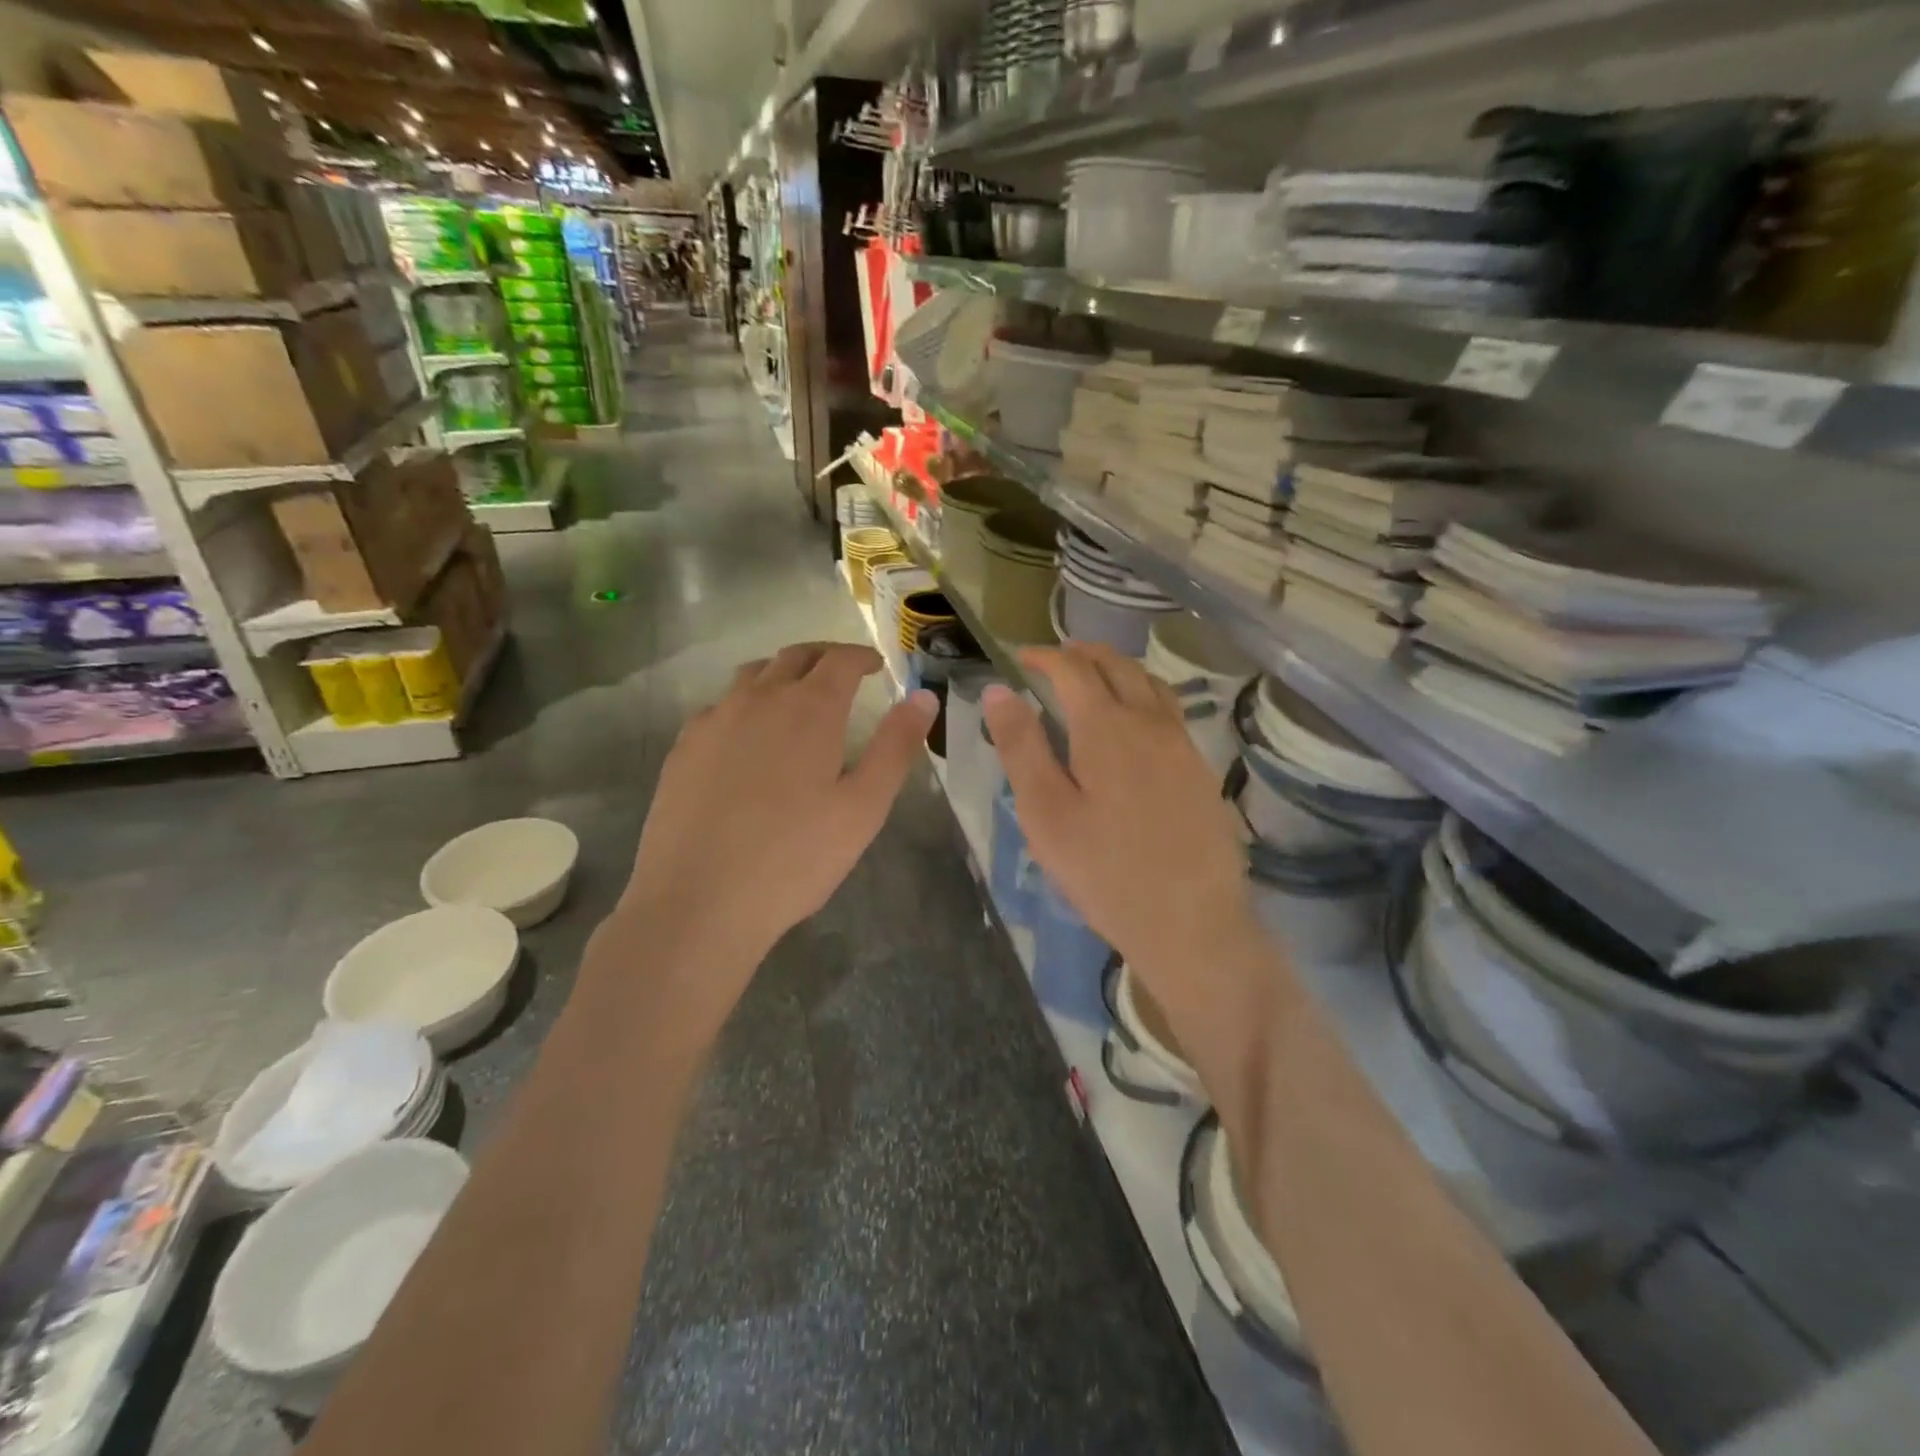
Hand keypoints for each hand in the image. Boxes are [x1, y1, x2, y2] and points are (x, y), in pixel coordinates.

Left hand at [617, 642, 935, 1038]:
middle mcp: (759, 700)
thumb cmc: (795, 857)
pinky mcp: (684, 748)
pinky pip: (720, 707)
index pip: (839, 660)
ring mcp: (714, 721)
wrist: (698, 901)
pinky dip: (745, 704)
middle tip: (842, 672)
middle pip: (793, 657)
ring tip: (796, 696)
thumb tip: (923, 696)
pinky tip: (748, 738)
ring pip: (752, 676)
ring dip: (781, 674)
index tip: (875, 665)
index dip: (861, 656)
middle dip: (823, 657)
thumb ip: (895, 747)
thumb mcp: (864, 807)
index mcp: (809, 709)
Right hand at [984, 643, 1270, 1055]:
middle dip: (1083, 653)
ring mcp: (1183, 745)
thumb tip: (999, 691)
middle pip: (1118, 666)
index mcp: (1107, 728)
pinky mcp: (1201, 770)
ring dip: (1118, 668)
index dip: (1044, 656)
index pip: (1073, 670)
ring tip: (1095, 677)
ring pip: (1151, 683)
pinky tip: (1135, 721)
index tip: (1020, 658)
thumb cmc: (1104, 871)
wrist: (1191, 922)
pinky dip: (1144, 694)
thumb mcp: (1045, 812)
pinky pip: (1171, 711)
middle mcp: (1150, 723)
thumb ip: (1022, 747)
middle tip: (1055, 658)